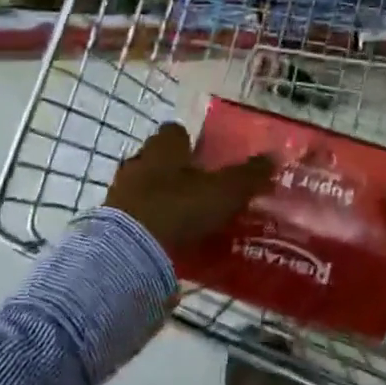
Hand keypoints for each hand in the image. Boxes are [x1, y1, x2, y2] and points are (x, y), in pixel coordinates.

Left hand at [106, 122, 272, 255]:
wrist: (129, 252)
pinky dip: (151, 224)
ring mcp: (120, 193)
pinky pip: (136, 216)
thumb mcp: (224, 191)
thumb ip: (248, 175)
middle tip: (200, 189)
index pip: (175, 132)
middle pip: (158, 160)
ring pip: (145, 188)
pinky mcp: (111, 224)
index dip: (190, 143)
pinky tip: (169, 239)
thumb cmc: (179, 207)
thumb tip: (274, 155)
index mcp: (163, 146)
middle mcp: (138, 162)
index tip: (207, 158)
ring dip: (162, 198)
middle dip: (176, 171)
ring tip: (186, 218)